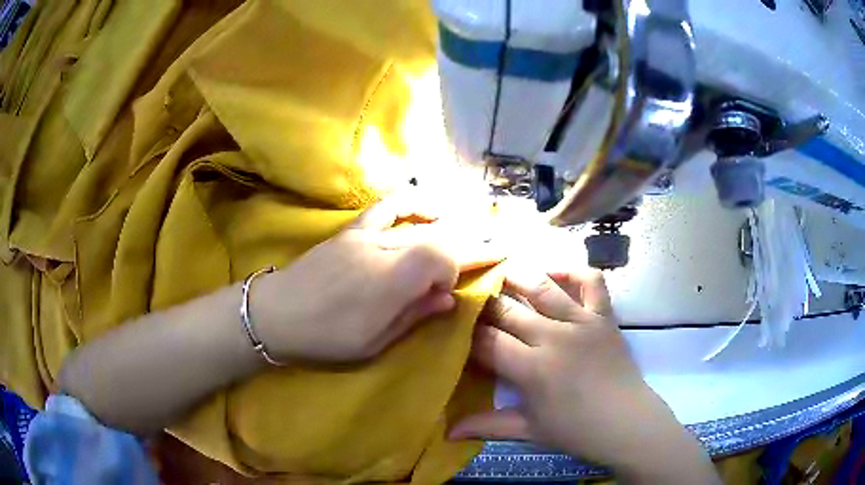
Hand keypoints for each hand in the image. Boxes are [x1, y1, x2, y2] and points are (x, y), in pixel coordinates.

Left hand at [252, 196, 504, 362]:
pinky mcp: (351, 230)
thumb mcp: (374, 342)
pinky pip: (386, 207)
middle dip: (473, 240)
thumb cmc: (326, 338)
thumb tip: (449, 297)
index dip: (467, 262)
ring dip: (452, 222)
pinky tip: (430, 204)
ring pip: (420, 223)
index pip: (444, 257)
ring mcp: (366, 235)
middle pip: (439, 237)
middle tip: (501, 240)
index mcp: (392, 282)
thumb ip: (414, 315)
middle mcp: (384, 250)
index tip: (479, 272)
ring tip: (476, 223)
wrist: (276, 313)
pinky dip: (411, 202)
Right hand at [450, 270, 719, 483]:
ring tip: (500, 272)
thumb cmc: (576, 430)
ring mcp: (582, 322)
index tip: (456, 329)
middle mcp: (554, 337)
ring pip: (543, 288)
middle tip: (471, 300)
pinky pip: (591, 282)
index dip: (468, 333)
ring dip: (518, 277)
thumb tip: (446, 433)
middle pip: (508, 310)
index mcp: (532, 369)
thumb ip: (487, 425)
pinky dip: (573, 271)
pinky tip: (554, 273)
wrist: (627, 422)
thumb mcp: (528, 429)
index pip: (488, 341)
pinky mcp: (604, 316)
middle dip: (485, 304)